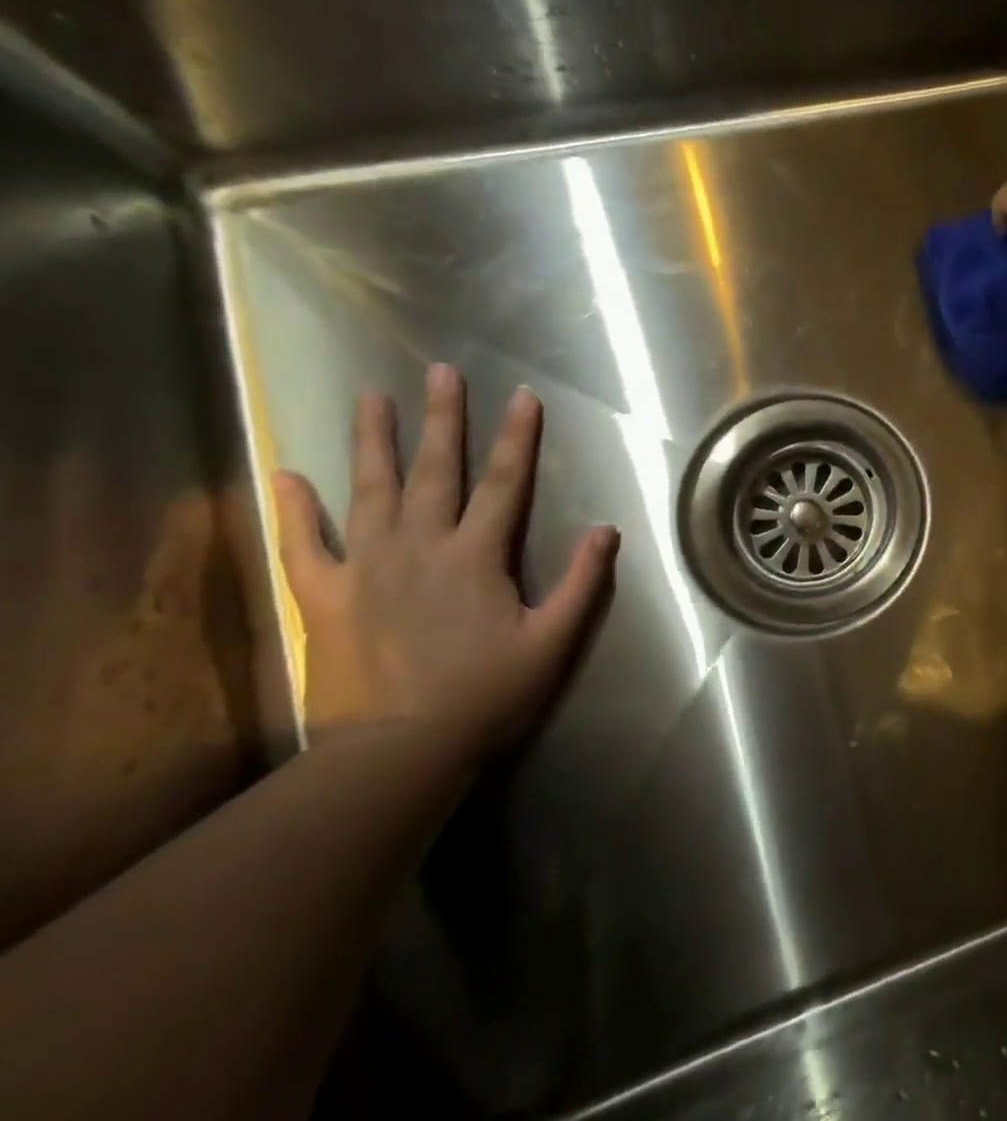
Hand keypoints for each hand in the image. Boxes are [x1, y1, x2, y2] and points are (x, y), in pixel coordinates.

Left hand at [272, 365, 617, 761]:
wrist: (398, 749)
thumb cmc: (487, 693)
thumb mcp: (553, 641)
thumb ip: (583, 582)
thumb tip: (607, 529)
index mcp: (478, 555)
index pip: (505, 483)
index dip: (517, 437)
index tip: (522, 395)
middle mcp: (421, 546)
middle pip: (436, 470)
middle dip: (443, 418)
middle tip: (440, 371)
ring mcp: (367, 567)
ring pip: (370, 491)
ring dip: (372, 441)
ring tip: (370, 397)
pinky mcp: (326, 596)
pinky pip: (305, 545)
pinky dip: (294, 510)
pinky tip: (286, 475)